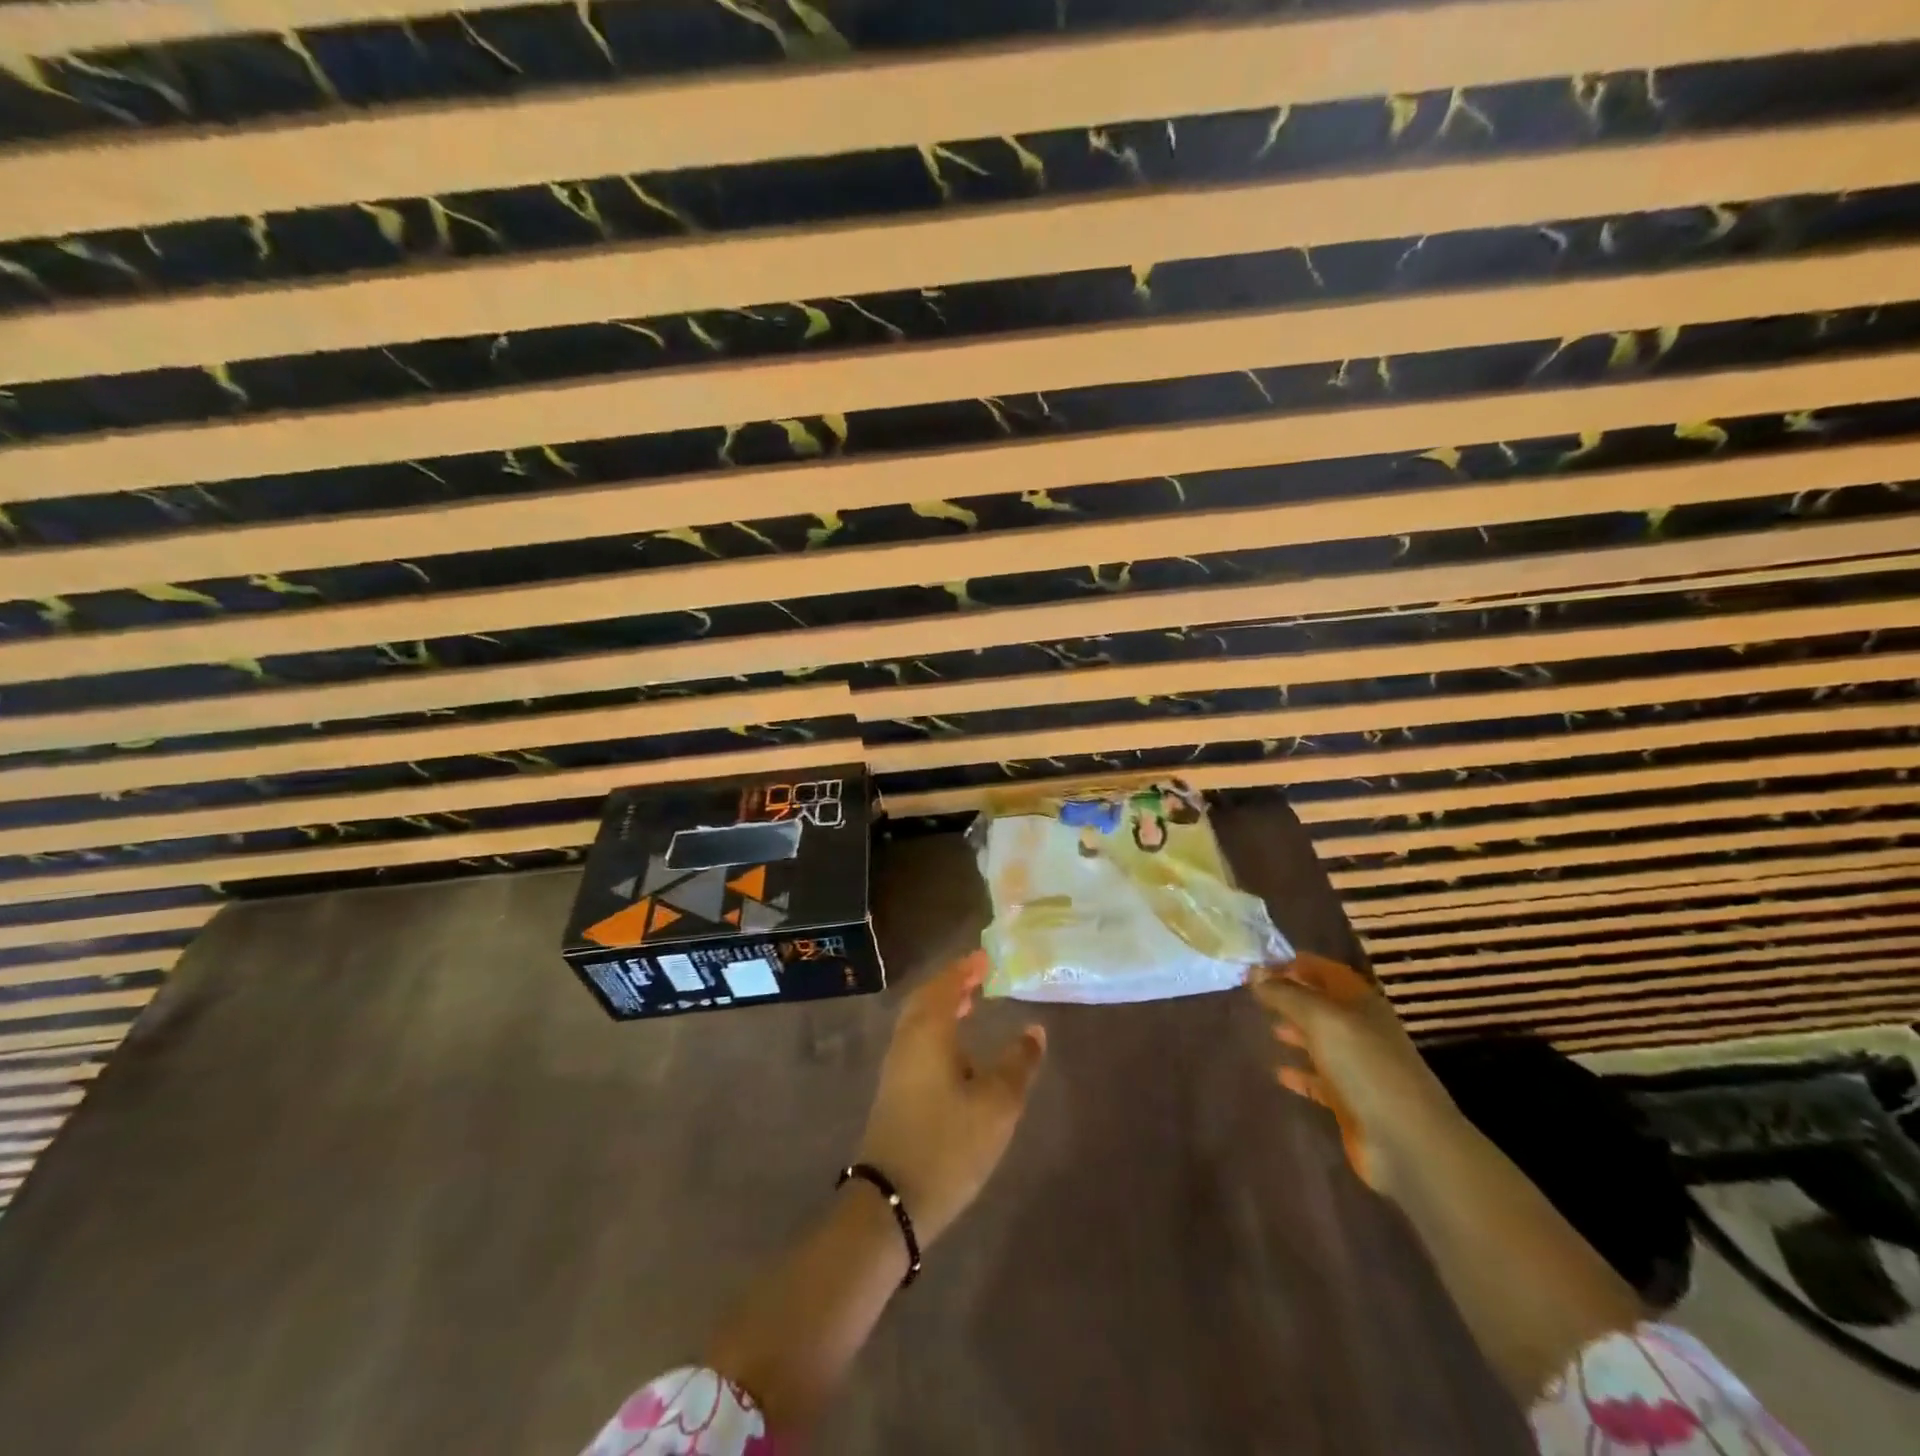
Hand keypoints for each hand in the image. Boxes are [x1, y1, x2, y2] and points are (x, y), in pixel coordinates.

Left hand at [855, 949, 1046, 1245]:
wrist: (891, 1200)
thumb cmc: (948, 1143)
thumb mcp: (997, 1104)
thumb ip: (1019, 1064)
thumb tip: (1034, 1031)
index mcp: (929, 1031)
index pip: (946, 984)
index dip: (966, 968)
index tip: (985, 957)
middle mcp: (907, 1039)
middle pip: (926, 998)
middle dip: (951, 983)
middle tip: (977, 976)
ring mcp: (896, 1066)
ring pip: (918, 1020)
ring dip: (942, 1006)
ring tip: (969, 1005)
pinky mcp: (894, 1091)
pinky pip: (916, 1040)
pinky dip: (936, 1029)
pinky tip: (956, 1052)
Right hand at [1249, 953, 1453, 1195]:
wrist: (1406, 1141)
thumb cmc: (1365, 1066)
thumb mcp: (1320, 1019)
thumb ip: (1285, 994)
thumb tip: (1253, 970)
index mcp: (1361, 1003)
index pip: (1327, 971)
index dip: (1298, 963)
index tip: (1262, 963)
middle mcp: (1361, 1030)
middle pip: (1323, 1005)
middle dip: (1292, 996)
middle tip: (1256, 993)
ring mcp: (1358, 1067)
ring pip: (1321, 1040)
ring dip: (1296, 1031)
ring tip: (1267, 1027)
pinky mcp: (1351, 1101)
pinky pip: (1319, 1080)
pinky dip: (1300, 1073)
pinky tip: (1279, 1072)